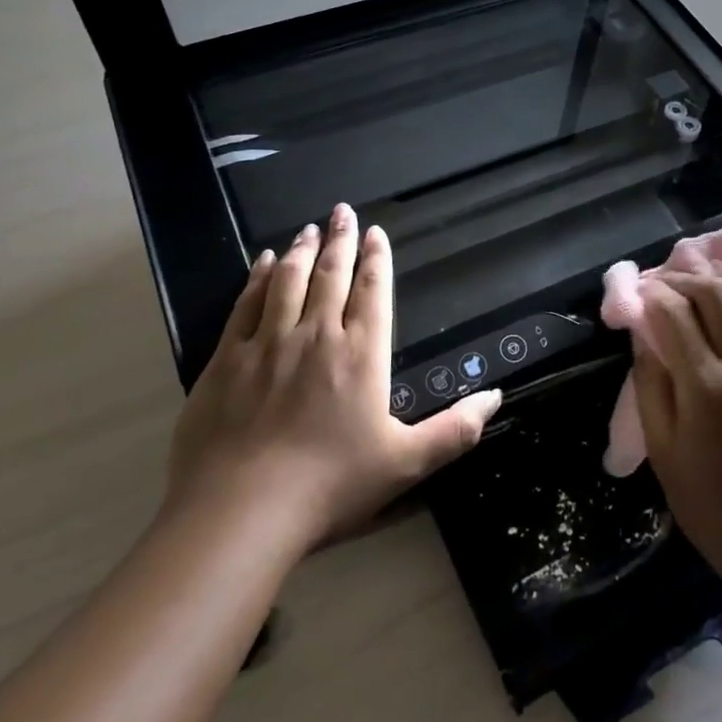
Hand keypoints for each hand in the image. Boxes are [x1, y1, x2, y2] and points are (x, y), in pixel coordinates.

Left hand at [166, 203, 499, 546]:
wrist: (240, 511)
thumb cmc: (330, 485)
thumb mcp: (406, 463)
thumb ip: (455, 429)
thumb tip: (496, 397)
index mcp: (361, 354)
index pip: (374, 291)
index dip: (377, 259)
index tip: (376, 232)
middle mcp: (316, 335)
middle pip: (331, 274)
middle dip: (340, 239)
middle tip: (342, 210)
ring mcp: (267, 343)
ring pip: (289, 281)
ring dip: (301, 250)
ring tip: (308, 227)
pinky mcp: (225, 359)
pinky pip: (246, 304)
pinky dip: (258, 278)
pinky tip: (263, 262)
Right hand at [631, 265, 721, 587]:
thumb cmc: (709, 501)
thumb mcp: (663, 449)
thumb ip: (652, 386)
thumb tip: (644, 337)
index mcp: (706, 384)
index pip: (675, 313)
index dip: (653, 293)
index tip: (637, 289)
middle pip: (717, 294)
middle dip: (685, 276)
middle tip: (665, 278)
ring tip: (706, 272)